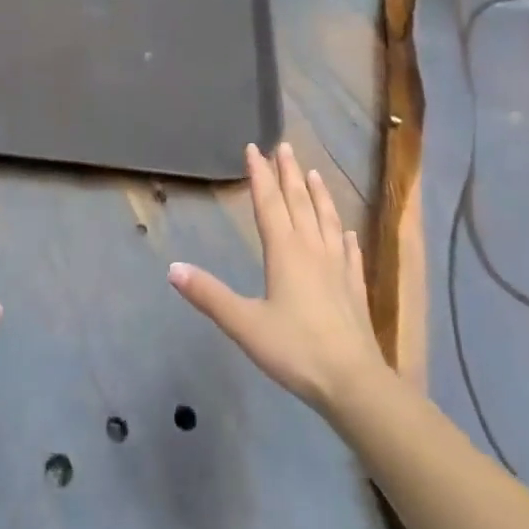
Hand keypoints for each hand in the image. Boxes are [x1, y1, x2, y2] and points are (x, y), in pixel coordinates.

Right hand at [169, 143, 388, 420]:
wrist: (353, 382)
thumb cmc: (295, 349)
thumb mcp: (244, 324)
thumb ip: (209, 295)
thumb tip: (173, 267)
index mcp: (285, 251)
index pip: (269, 203)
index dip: (260, 175)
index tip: (254, 148)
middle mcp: (312, 249)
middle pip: (299, 203)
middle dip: (289, 173)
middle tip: (284, 146)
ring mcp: (338, 267)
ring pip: (327, 220)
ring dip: (318, 194)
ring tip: (314, 173)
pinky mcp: (355, 287)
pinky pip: (349, 251)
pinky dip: (345, 236)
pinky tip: (348, 231)